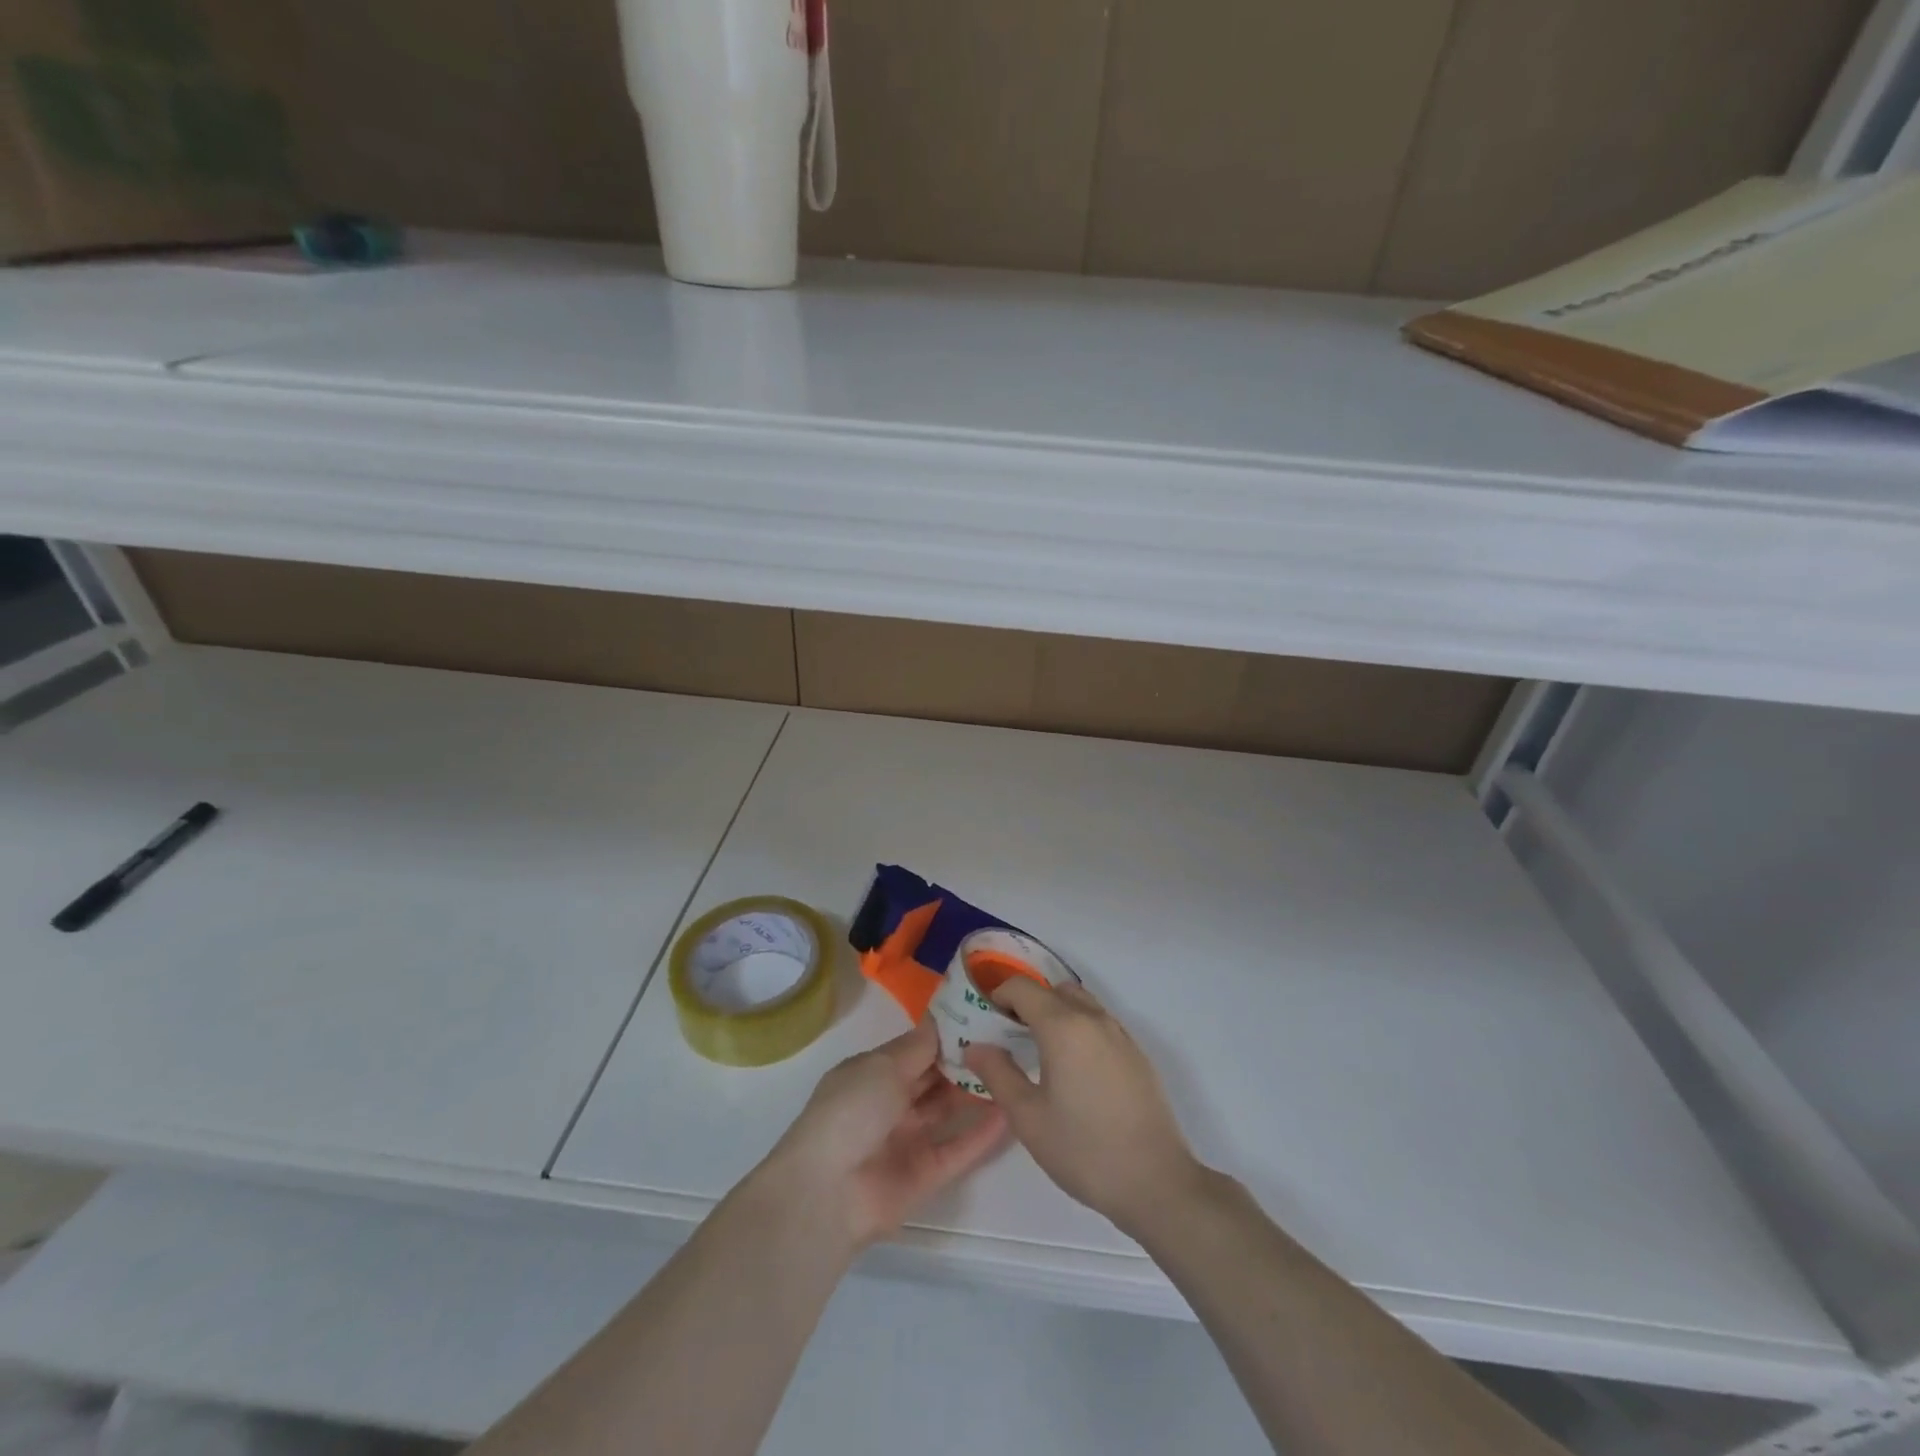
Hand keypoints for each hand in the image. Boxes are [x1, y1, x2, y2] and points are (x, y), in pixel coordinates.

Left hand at [766, 1019, 1007, 1247]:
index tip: (982, 1016)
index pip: (916, 1049)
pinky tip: (1010, 1111)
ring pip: (947, 1110)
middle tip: (1006, 1040)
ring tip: (1013, 1069)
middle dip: (964, 1060)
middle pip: (933, 1078)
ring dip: (975, 1092)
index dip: (946, 1034)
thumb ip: (918, 1046)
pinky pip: (958, 1148)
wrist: (828, 1192)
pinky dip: (982, 1132)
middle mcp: (890, 1103)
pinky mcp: (925, 1175)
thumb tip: (941, 1017)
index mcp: (872, 1073)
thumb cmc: (851, 1111)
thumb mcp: (881, 1066)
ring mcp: (908, 1140)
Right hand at [964, 980, 1201, 1237]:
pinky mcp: (1137, 1053)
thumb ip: (998, 1074)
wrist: (1156, 1181)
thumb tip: (975, 1047)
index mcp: (1063, 1026)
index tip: (988, 1022)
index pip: (1023, 987)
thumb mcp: (1028, 1117)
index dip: (999, 996)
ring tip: (1042, 1053)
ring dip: (1057, 1013)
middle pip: (1054, 989)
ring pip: (1081, 1003)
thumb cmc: (1084, 1149)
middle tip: (1011, 1036)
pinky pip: (1101, 1023)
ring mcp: (1120, 1034)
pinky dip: (1080, 1028)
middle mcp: (1093, 1018)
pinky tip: (1075, 1071)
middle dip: (1028, 1002)